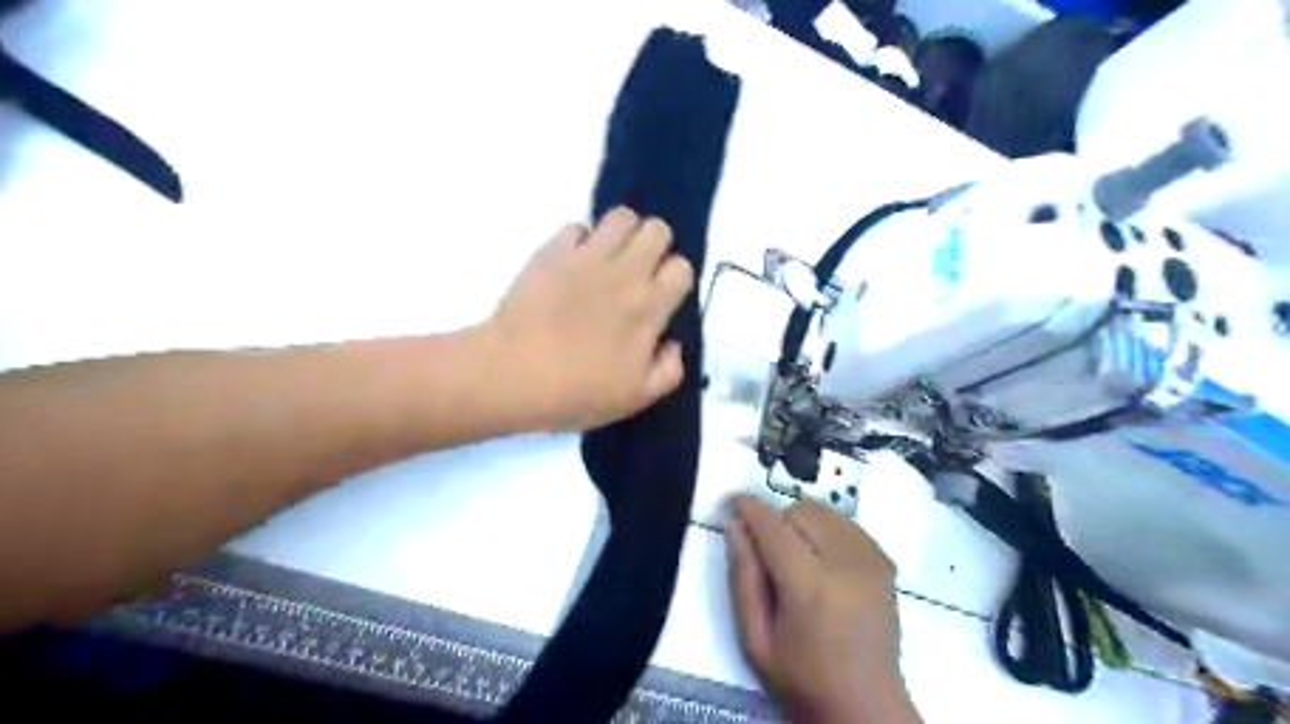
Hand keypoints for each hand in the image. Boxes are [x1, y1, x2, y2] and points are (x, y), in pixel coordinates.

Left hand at [482, 206, 691, 432]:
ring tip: (610, 259)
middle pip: (657, 230)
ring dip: (623, 234)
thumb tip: (673, 344)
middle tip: (638, 272)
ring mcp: (586, 257)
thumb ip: (668, 370)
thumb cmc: (576, 391)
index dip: (675, 279)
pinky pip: (577, 227)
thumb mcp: (636, 398)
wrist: (513, 375)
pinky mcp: (552, 251)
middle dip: (655, 246)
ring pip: (622, 217)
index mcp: (648, 308)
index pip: (681, 267)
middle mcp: (624, 273)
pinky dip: (580, 241)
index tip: (661, 296)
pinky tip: (573, 264)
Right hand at [725, 499, 916, 722]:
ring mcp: (870, 559)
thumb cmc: (802, 676)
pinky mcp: (883, 560)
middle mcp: (844, 563)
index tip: (733, 500)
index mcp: (809, 586)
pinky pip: (846, 522)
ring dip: (803, 523)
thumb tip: (735, 526)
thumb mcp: (755, 638)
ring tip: (800, 557)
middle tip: (772, 556)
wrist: (865, 704)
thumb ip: (742, 578)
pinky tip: (824, 559)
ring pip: (824, 511)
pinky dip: (827, 530)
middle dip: (778, 524)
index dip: (749, 508)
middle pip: (799, 511)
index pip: (773, 527)